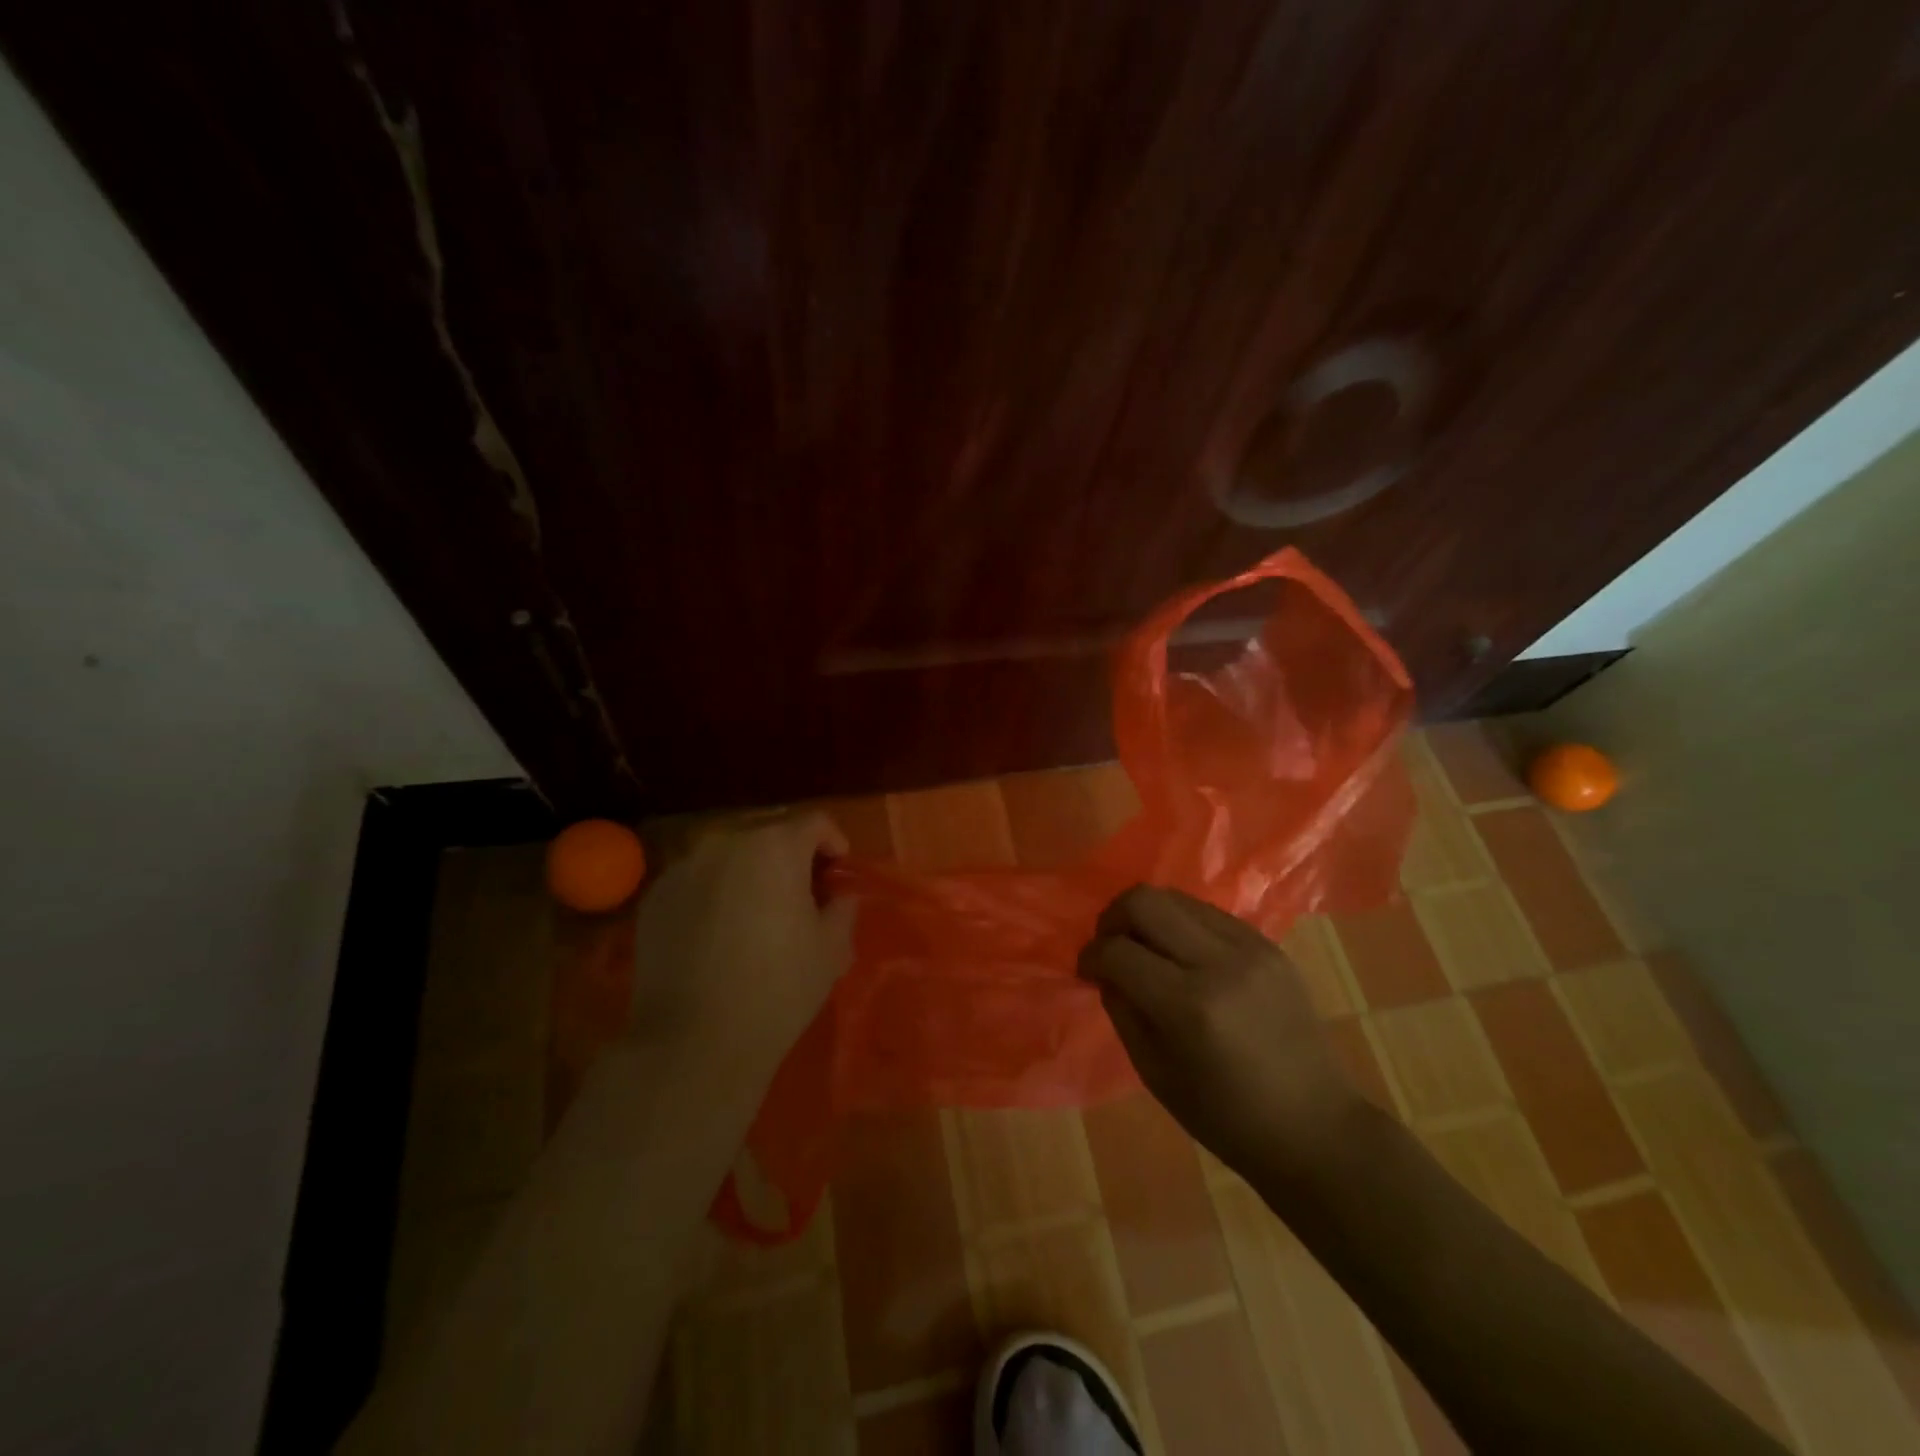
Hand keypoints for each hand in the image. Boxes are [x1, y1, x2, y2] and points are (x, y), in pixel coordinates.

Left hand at [625, 810, 856, 1086]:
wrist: (692, 1041)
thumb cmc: (777, 989)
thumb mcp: (832, 948)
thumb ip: (842, 906)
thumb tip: (836, 894)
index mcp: (776, 845)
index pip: (815, 822)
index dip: (834, 843)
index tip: (838, 873)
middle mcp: (726, 841)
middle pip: (769, 829)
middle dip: (791, 852)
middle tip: (802, 891)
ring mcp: (684, 866)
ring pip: (729, 852)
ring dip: (750, 869)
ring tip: (757, 909)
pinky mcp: (655, 896)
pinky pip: (697, 878)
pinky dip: (715, 890)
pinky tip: (719, 930)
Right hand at [1078, 885, 1360, 1172]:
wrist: (1315, 1126)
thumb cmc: (1226, 1117)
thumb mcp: (1155, 1073)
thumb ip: (1122, 1009)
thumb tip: (1105, 968)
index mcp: (1188, 1006)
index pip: (1118, 951)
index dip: (1090, 955)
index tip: (1086, 969)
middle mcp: (1220, 963)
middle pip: (1145, 901)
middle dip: (1113, 918)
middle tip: (1110, 946)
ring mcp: (1250, 948)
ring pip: (1177, 897)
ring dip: (1148, 916)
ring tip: (1145, 947)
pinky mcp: (1269, 944)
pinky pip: (1209, 913)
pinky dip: (1182, 924)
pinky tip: (1182, 954)